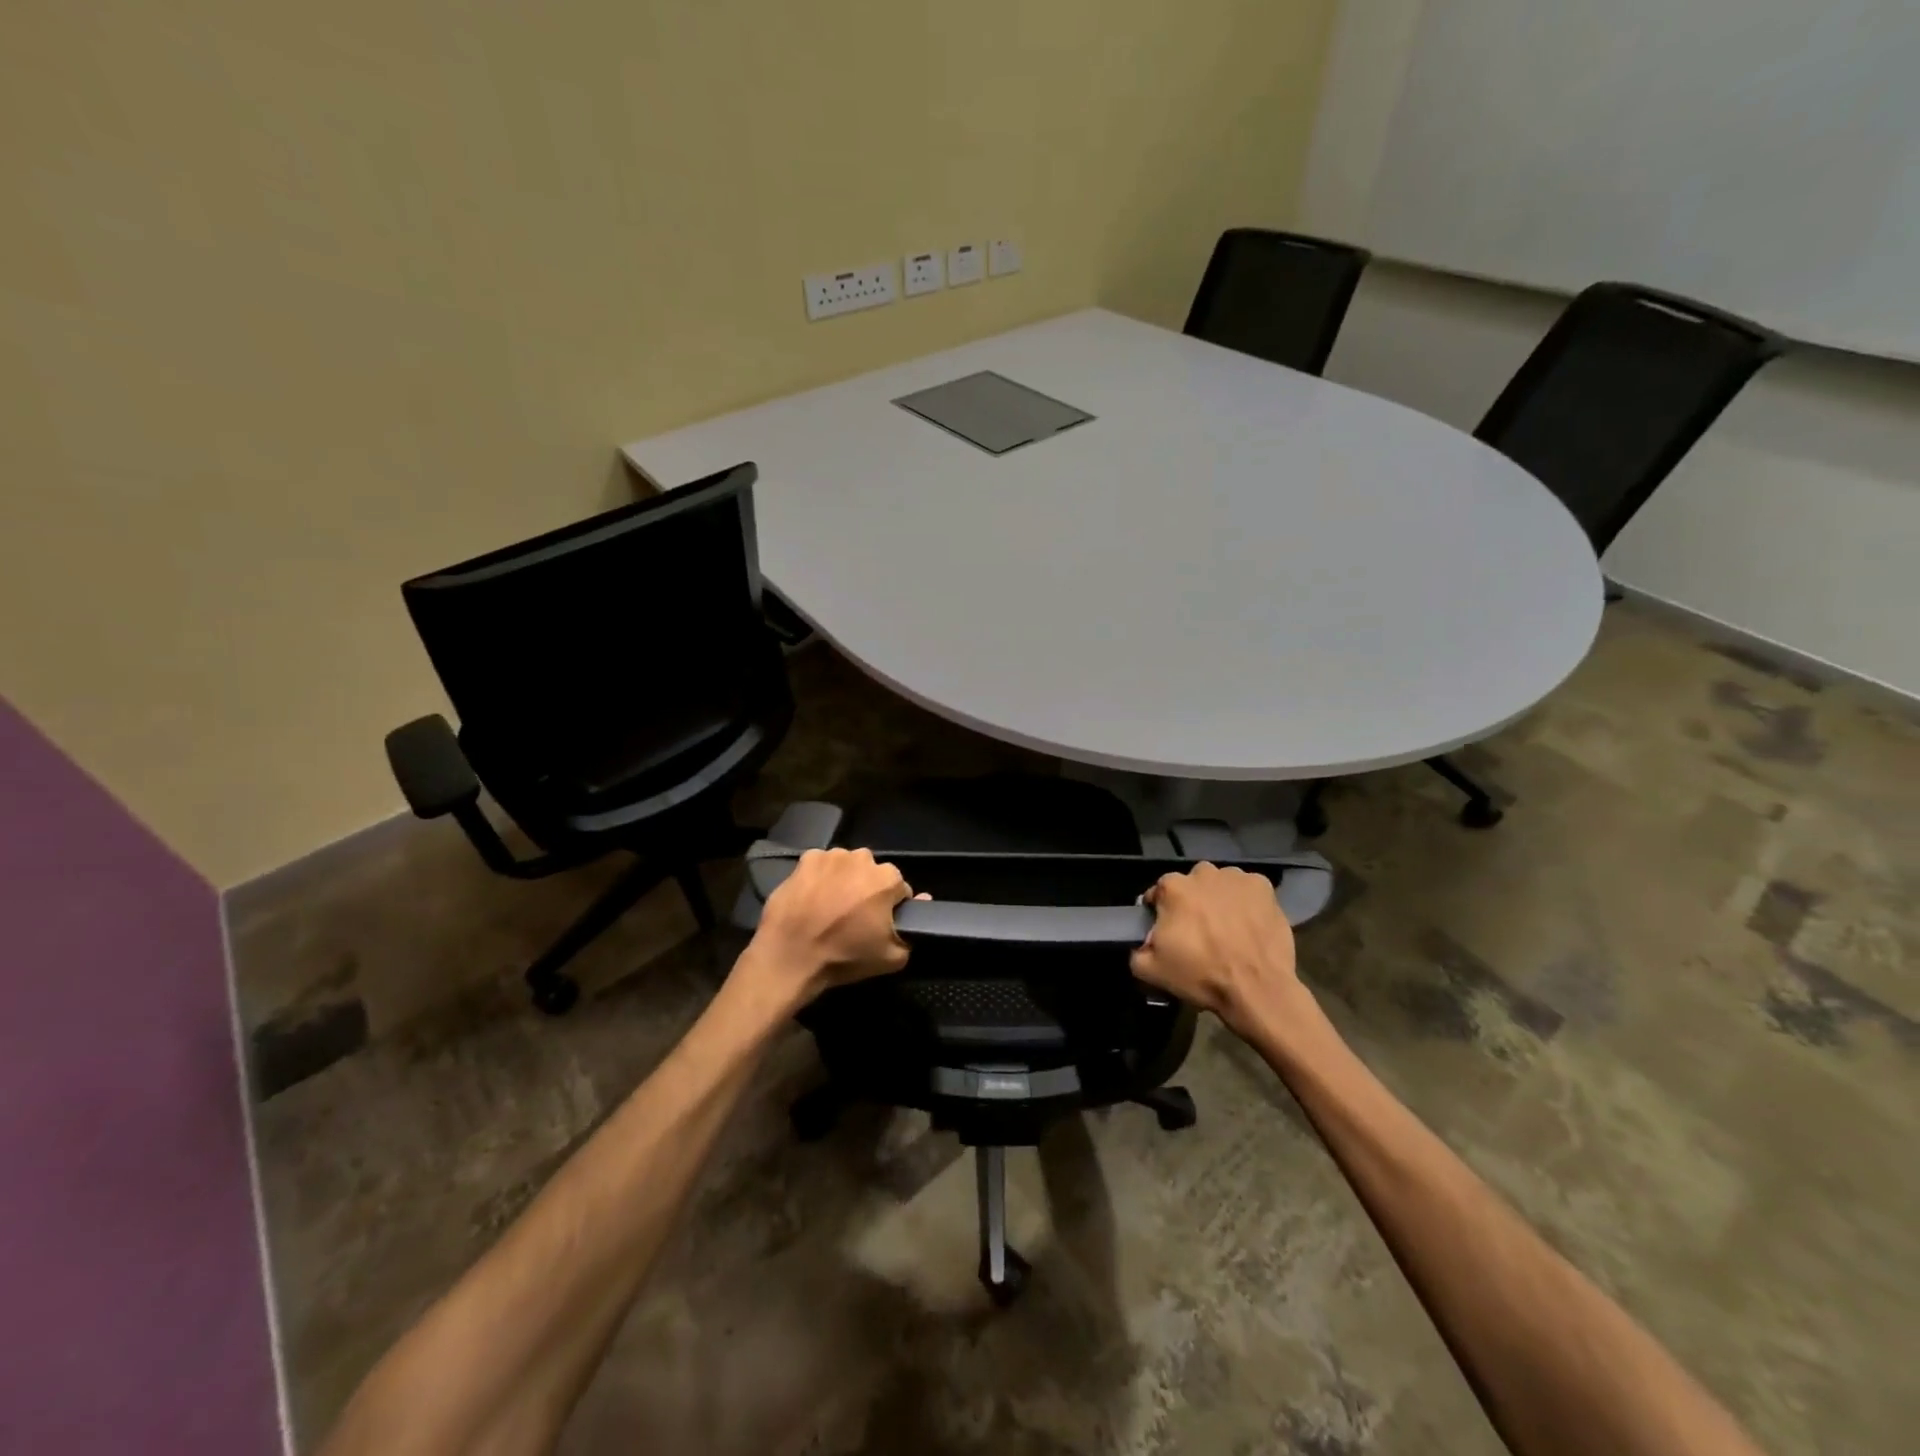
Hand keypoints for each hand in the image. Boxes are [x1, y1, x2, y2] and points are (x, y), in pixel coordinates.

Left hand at [749, 847, 920, 1004]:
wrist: (790, 957)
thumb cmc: (844, 957)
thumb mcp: (892, 957)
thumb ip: (913, 929)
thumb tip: (923, 900)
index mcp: (887, 879)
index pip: (899, 889)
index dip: (891, 907)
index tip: (878, 924)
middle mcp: (862, 859)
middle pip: (873, 873)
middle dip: (867, 890)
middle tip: (853, 917)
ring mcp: (831, 856)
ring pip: (846, 866)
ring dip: (844, 880)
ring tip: (830, 907)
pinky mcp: (805, 859)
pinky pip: (821, 865)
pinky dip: (820, 877)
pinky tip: (811, 898)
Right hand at [1130, 862, 1299, 1032]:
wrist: (1257, 989)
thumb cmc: (1202, 975)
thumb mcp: (1151, 970)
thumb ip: (1137, 950)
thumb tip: (1142, 943)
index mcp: (1173, 887)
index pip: (1158, 893)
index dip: (1161, 912)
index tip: (1168, 932)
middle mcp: (1203, 873)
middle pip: (1191, 885)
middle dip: (1192, 902)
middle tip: (1199, 931)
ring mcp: (1236, 877)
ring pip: (1220, 884)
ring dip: (1219, 899)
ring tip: (1227, 928)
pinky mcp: (1264, 887)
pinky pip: (1248, 890)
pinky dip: (1246, 902)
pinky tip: (1249, 924)